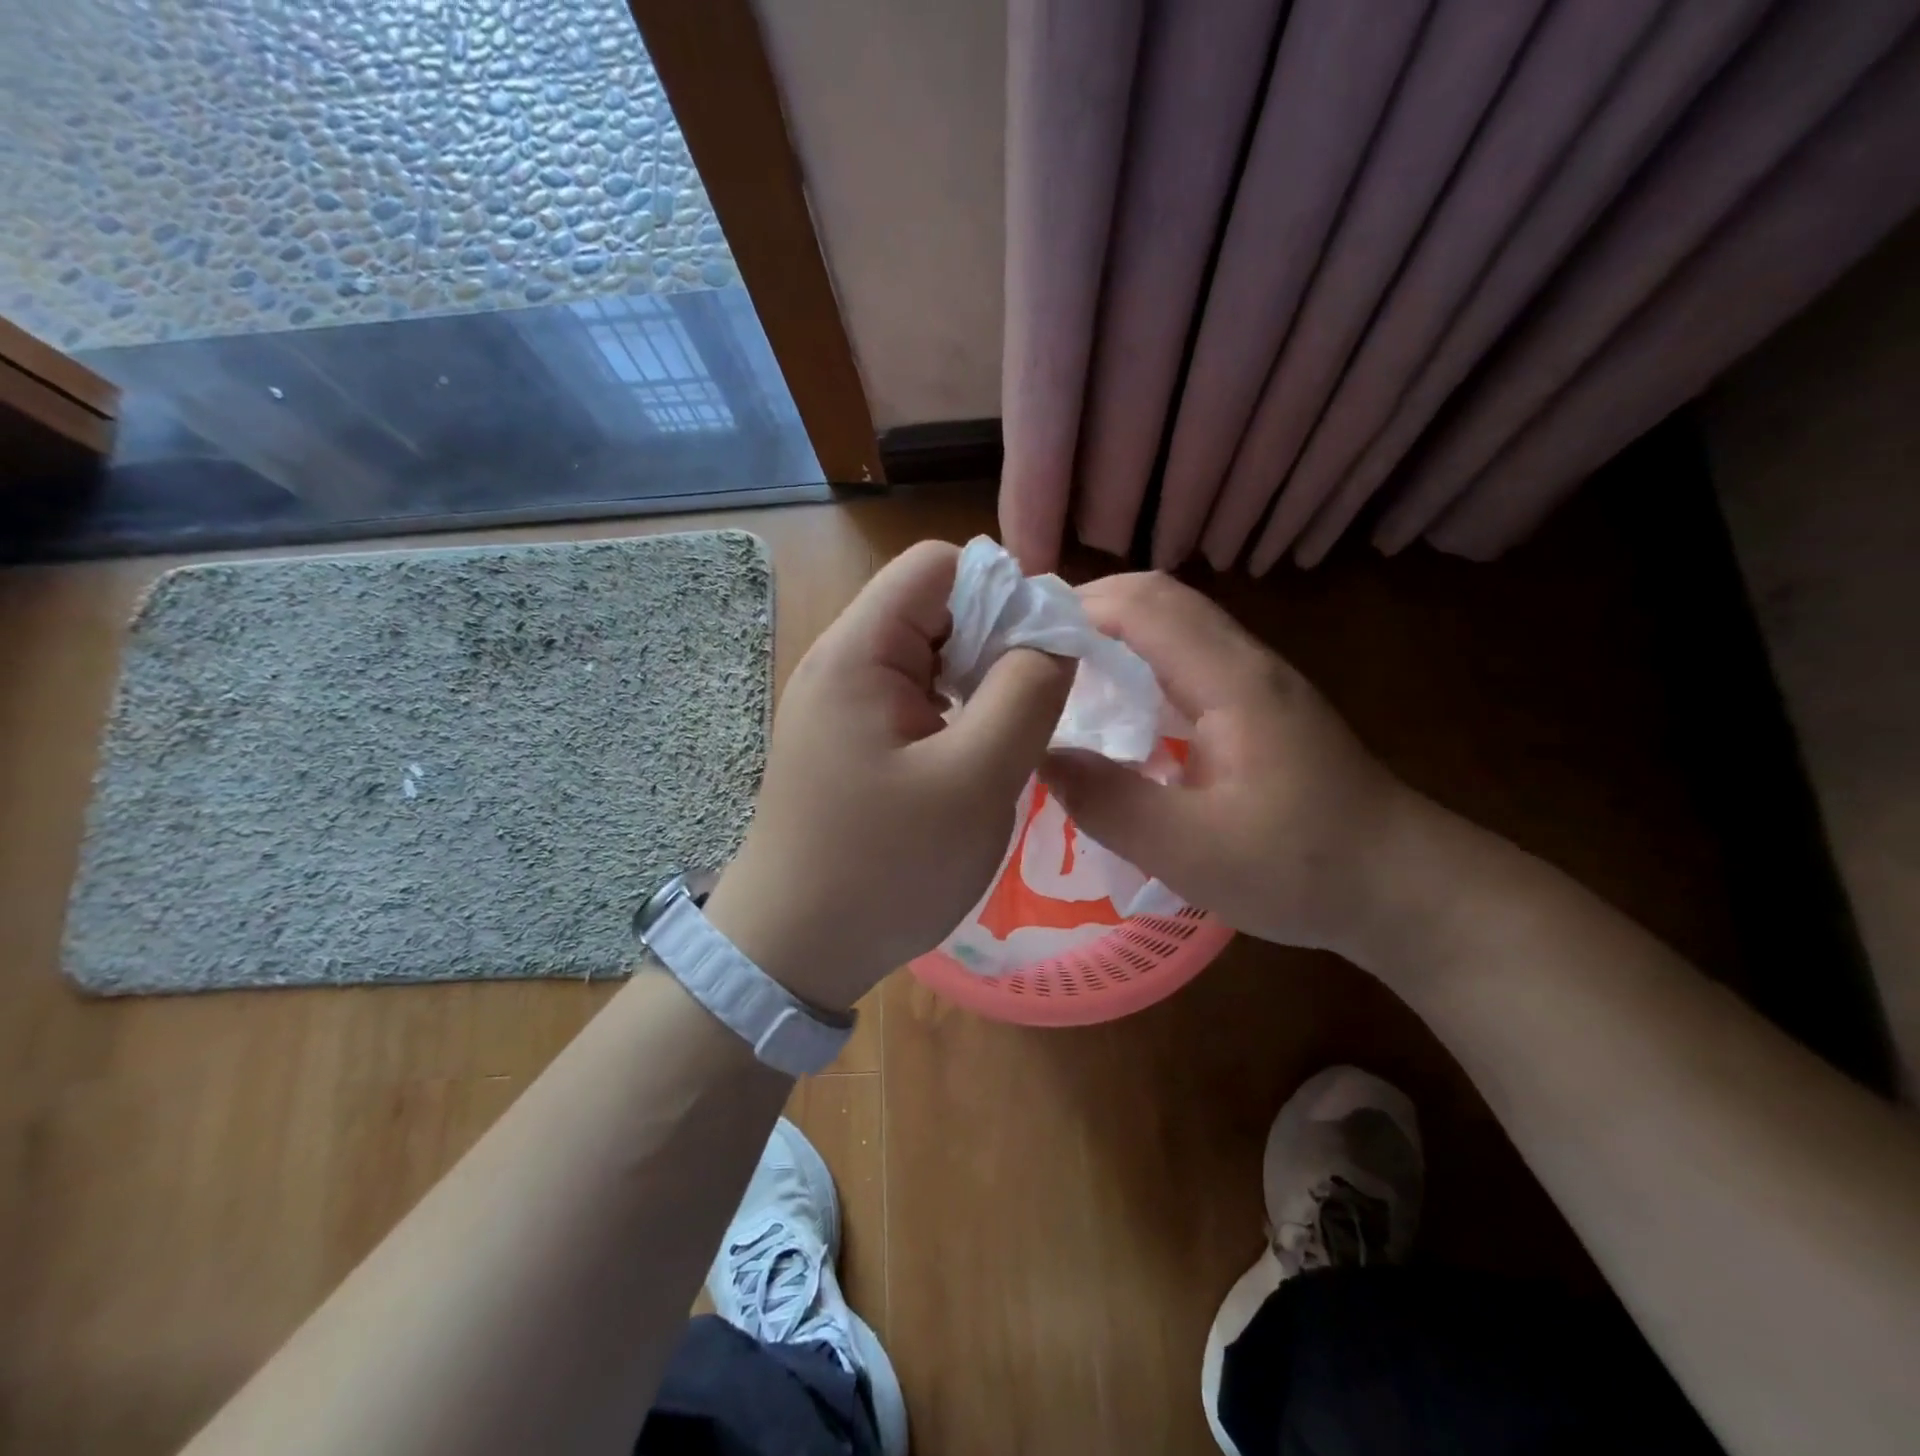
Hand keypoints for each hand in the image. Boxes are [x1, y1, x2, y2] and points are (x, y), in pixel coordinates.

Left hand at [704, 541, 1073, 1011]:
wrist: (793, 951)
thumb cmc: (884, 868)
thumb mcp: (975, 780)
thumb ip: (1026, 693)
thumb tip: (1055, 636)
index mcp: (859, 652)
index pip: (938, 565)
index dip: (1002, 590)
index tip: (1044, 652)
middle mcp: (842, 663)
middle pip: (935, 607)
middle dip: (996, 641)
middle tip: (1035, 705)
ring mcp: (842, 705)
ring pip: (930, 656)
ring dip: (979, 682)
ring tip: (1008, 737)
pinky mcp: (849, 742)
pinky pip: (914, 699)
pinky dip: (955, 713)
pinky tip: (972, 759)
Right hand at [1041, 572, 1417, 959]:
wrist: (1403, 886)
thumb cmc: (1301, 868)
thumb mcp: (1191, 851)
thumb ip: (1108, 802)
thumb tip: (1040, 757)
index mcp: (1229, 681)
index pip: (1142, 606)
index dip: (1073, 608)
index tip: (1015, 638)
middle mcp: (1244, 662)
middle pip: (1158, 597)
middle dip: (1085, 608)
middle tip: (1025, 650)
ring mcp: (1256, 679)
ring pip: (1173, 622)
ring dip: (1111, 629)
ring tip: (1055, 669)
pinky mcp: (1259, 703)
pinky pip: (1186, 655)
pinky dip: (1137, 657)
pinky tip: (1113, 703)